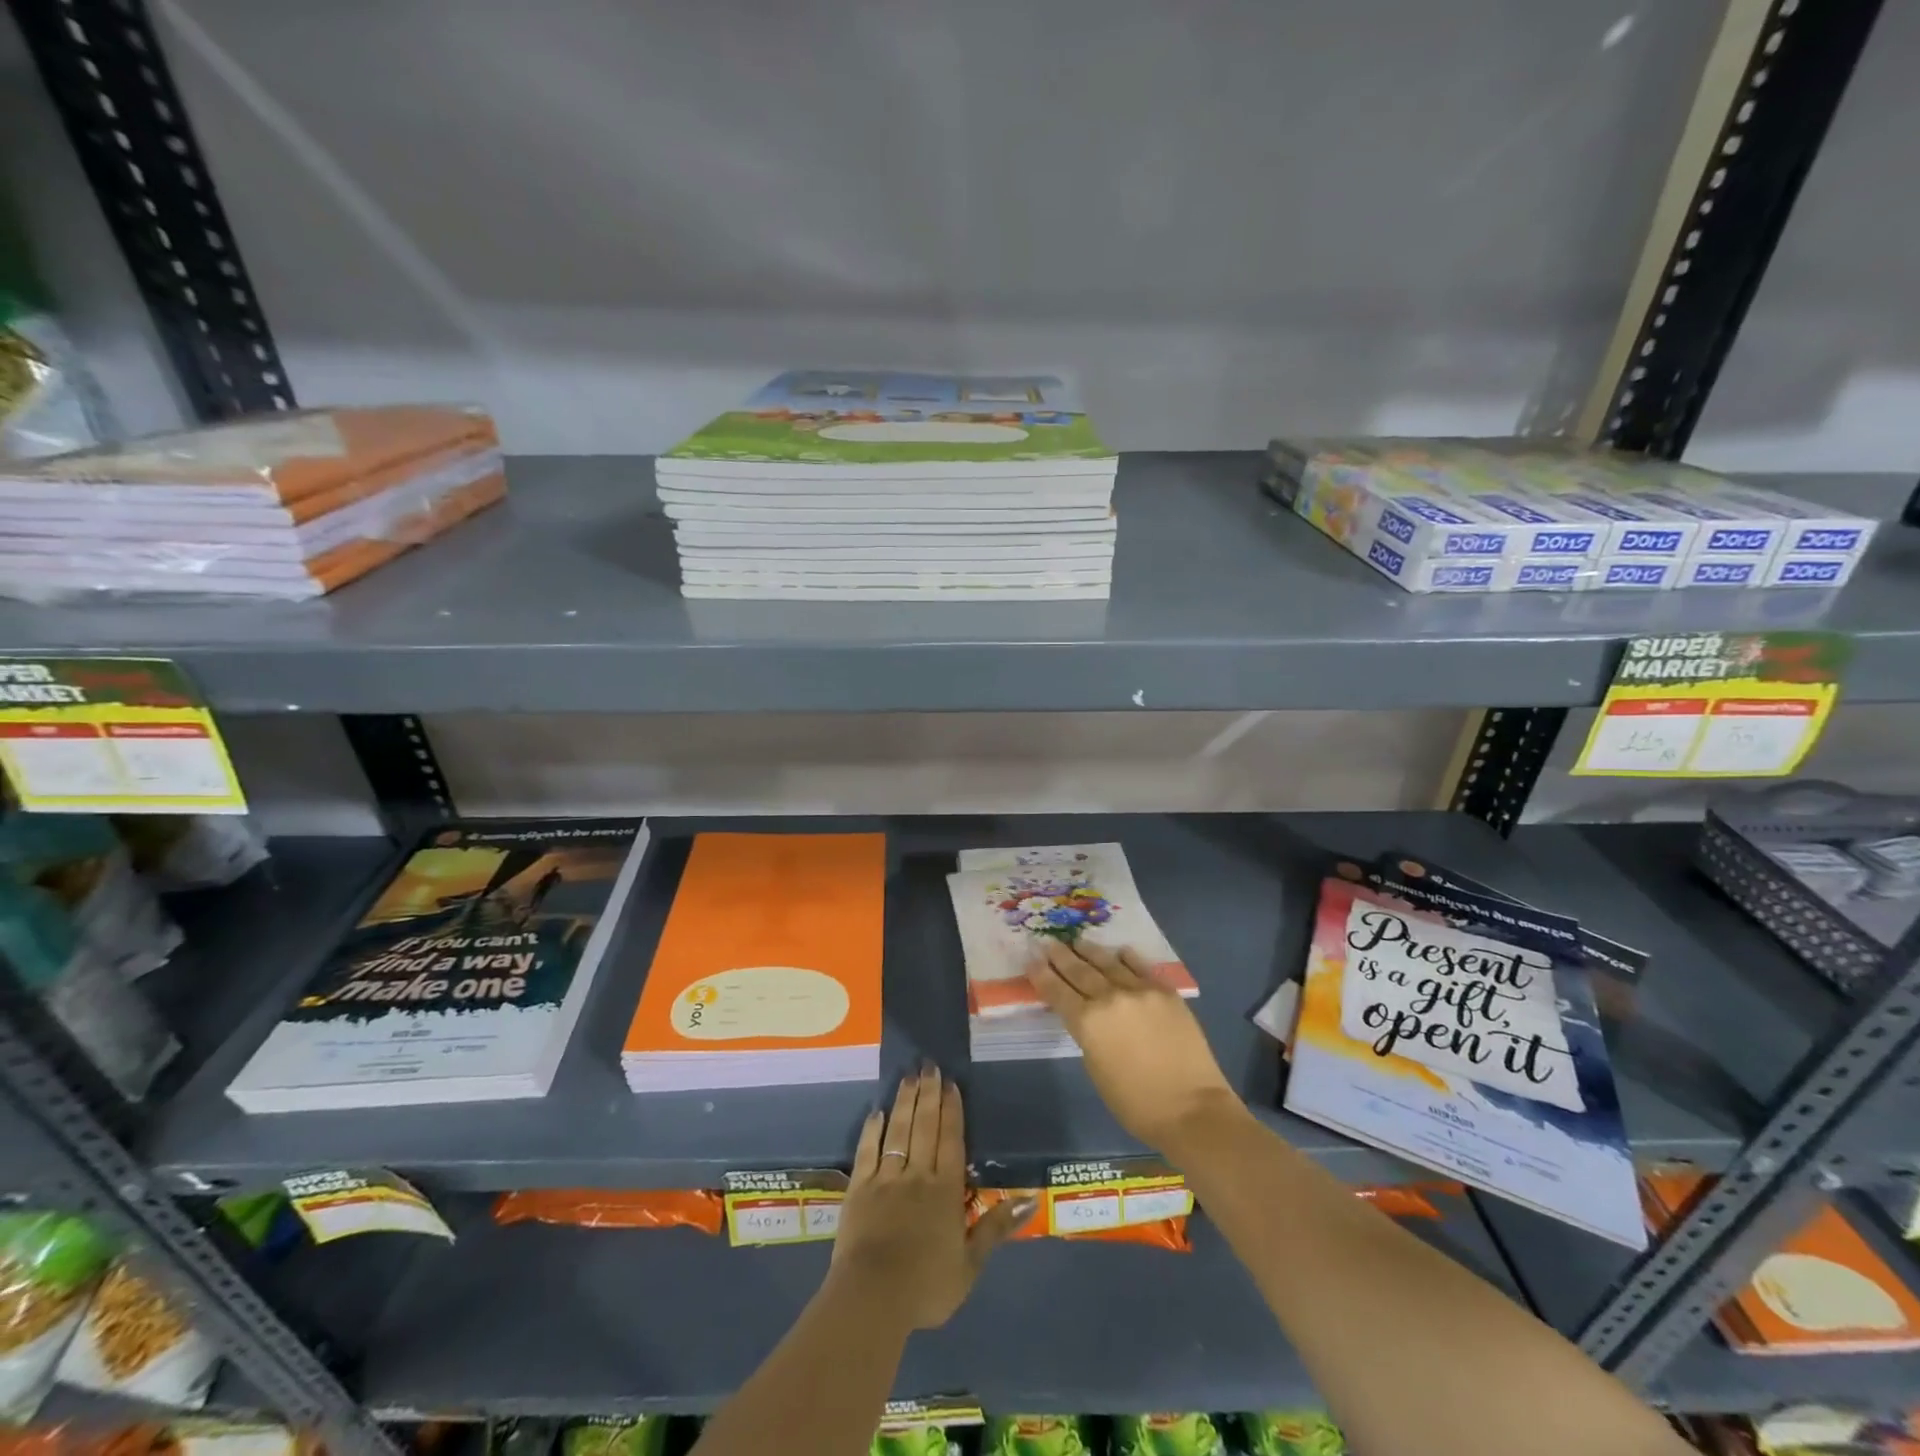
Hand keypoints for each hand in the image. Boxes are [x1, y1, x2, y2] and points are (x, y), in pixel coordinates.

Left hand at [829, 1066, 1033, 1330]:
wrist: (873, 1298)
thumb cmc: (927, 1286)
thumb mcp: (970, 1264)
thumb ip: (997, 1227)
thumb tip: (1030, 1199)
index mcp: (946, 1190)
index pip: (951, 1140)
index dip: (952, 1110)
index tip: (951, 1083)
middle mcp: (917, 1174)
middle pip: (925, 1126)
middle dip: (929, 1093)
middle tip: (929, 1065)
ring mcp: (886, 1178)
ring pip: (898, 1130)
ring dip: (905, 1101)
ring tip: (909, 1075)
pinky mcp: (859, 1188)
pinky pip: (867, 1151)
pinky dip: (872, 1130)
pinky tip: (876, 1112)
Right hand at [1026, 940, 1248, 1156]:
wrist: (1192, 1108)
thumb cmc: (1136, 1103)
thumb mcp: (1096, 1070)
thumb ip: (1088, 1035)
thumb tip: (1088, 1016)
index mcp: (1087, 1022)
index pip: (1057, 991)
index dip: (1041, 974)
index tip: (1031, 959)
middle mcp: (1109, 998)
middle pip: (1079, 971)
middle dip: (1061, 956)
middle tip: (1049, 942)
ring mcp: (1140, 990)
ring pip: (1108, 963)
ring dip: (1089, 951)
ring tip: (1077, 941)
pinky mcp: (1165, 991)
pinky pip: (1141, 967)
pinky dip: (1127, 958)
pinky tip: (1120, 951)